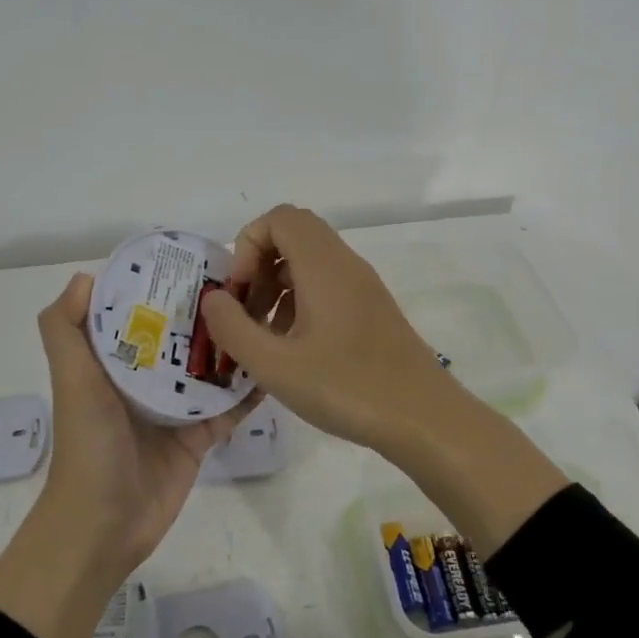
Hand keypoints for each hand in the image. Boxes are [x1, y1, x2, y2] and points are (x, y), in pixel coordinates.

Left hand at [0, 272, 256, 637]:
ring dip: (232, 346)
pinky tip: (275, 365)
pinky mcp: (199, 437)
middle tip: (246, 282)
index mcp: (113, 362)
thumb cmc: (88, 443)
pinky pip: (229, 408)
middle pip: (180, 338)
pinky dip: (248, 391)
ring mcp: (174, 409)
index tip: (194, 260)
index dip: (160, 287)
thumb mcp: (71, 378)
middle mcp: (143, 380)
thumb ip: (64, 329)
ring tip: (267, 313)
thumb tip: (86, 276)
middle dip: (206, 314)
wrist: (103, 524)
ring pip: (209, 369)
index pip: (138, 313)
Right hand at [200, 205, 567, 556]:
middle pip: (293, 236)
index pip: (279, 218)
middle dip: (258, 265)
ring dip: (277, 286)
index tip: (238, 292)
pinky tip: (294, 349)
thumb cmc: (347, 387)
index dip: (247, 245)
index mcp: (323, 265)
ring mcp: (363, 287)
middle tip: (246, 312)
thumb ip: (233, 328)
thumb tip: (212, 299)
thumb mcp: (275, 365)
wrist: (425, 419)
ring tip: (264, 336)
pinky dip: (300, 302)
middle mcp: (345, 264)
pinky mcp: (372, 310)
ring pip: (309, 262)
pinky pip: (327, 286)